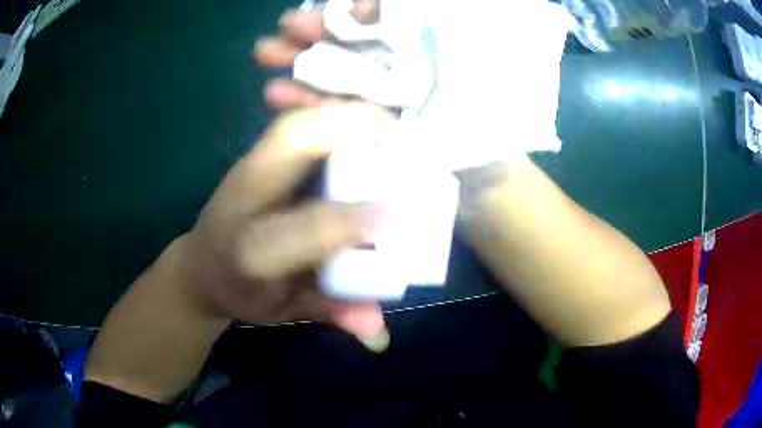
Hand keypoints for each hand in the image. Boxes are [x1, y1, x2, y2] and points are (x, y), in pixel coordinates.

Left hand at [183, 103, 393, 350]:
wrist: (202, 264)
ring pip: (295, 124)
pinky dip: (332, 112)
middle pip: (287, 147)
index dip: (335, 225)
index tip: (385, 217)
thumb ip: (330, 313)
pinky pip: (298, 123)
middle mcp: (244, 198)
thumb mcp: (283, 311)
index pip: (290, 235)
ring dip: (345, 114)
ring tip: (389, 122)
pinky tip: (363, 117)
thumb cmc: (244, 288)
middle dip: (346, 131)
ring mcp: (249, 168)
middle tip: (399, 138)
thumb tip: (378, 331)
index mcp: (245, 250)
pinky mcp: (259, 155)